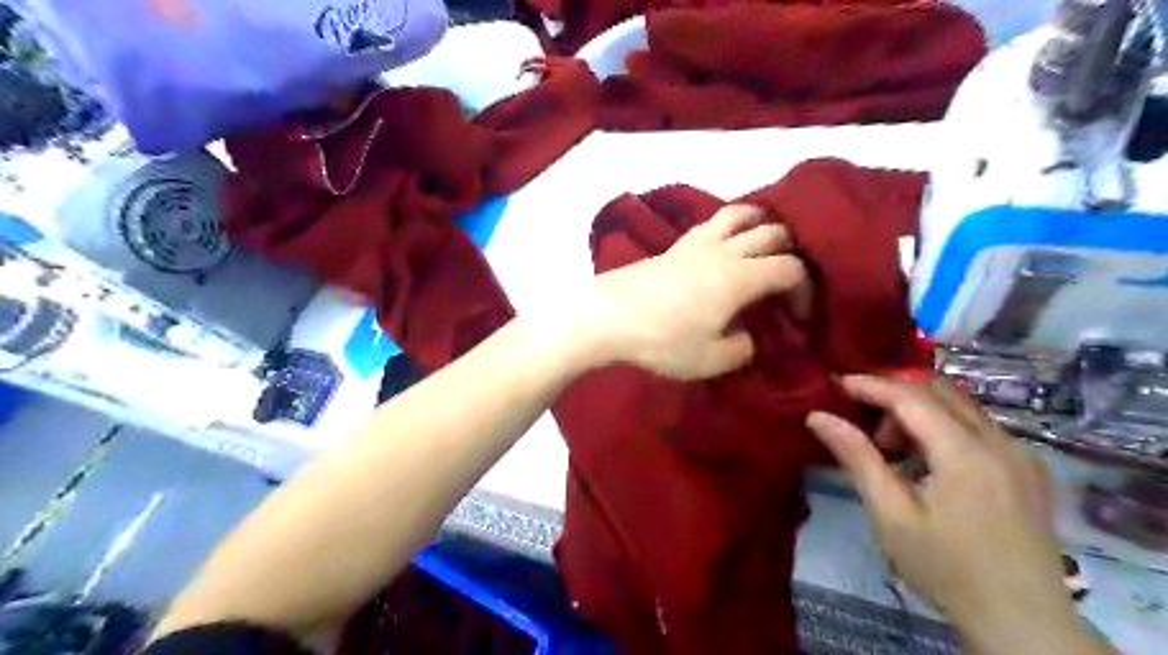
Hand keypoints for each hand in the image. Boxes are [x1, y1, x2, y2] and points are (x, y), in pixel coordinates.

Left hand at [590, 205, 809, 377]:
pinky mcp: (675, 244)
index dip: (805, 290)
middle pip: (773, 233)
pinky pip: (713, 222)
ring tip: (761, 247)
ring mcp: (698, 241)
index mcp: (742, 277)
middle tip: (784, 281)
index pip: (791, 269)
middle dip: (790, 253)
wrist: (608, 316)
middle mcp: (726, 250)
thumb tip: (746, 336)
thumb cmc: (663, 340)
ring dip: (760, 225)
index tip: (800, 317)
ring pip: (741, 214)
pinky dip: (730, 227)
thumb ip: (740, 349)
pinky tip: (723, 247)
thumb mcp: (710, 360)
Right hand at [803, 375, 1110, 654]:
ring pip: (960, 407)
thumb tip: (818, 417)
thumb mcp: (892, 516)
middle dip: (894, 394)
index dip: (870, 385)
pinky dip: (943, 427)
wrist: (1026, 625)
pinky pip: (978, 427)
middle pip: (939, 392)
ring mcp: (1021, 455)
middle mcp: (1000, 442)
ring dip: (919, 411)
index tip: (835, 384)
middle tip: (861, 418)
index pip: (911, 397)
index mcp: (966, 453)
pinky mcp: (1028, 471)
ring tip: (890, 448)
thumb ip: (858, 459)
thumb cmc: (948, 570)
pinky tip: (926, 462)